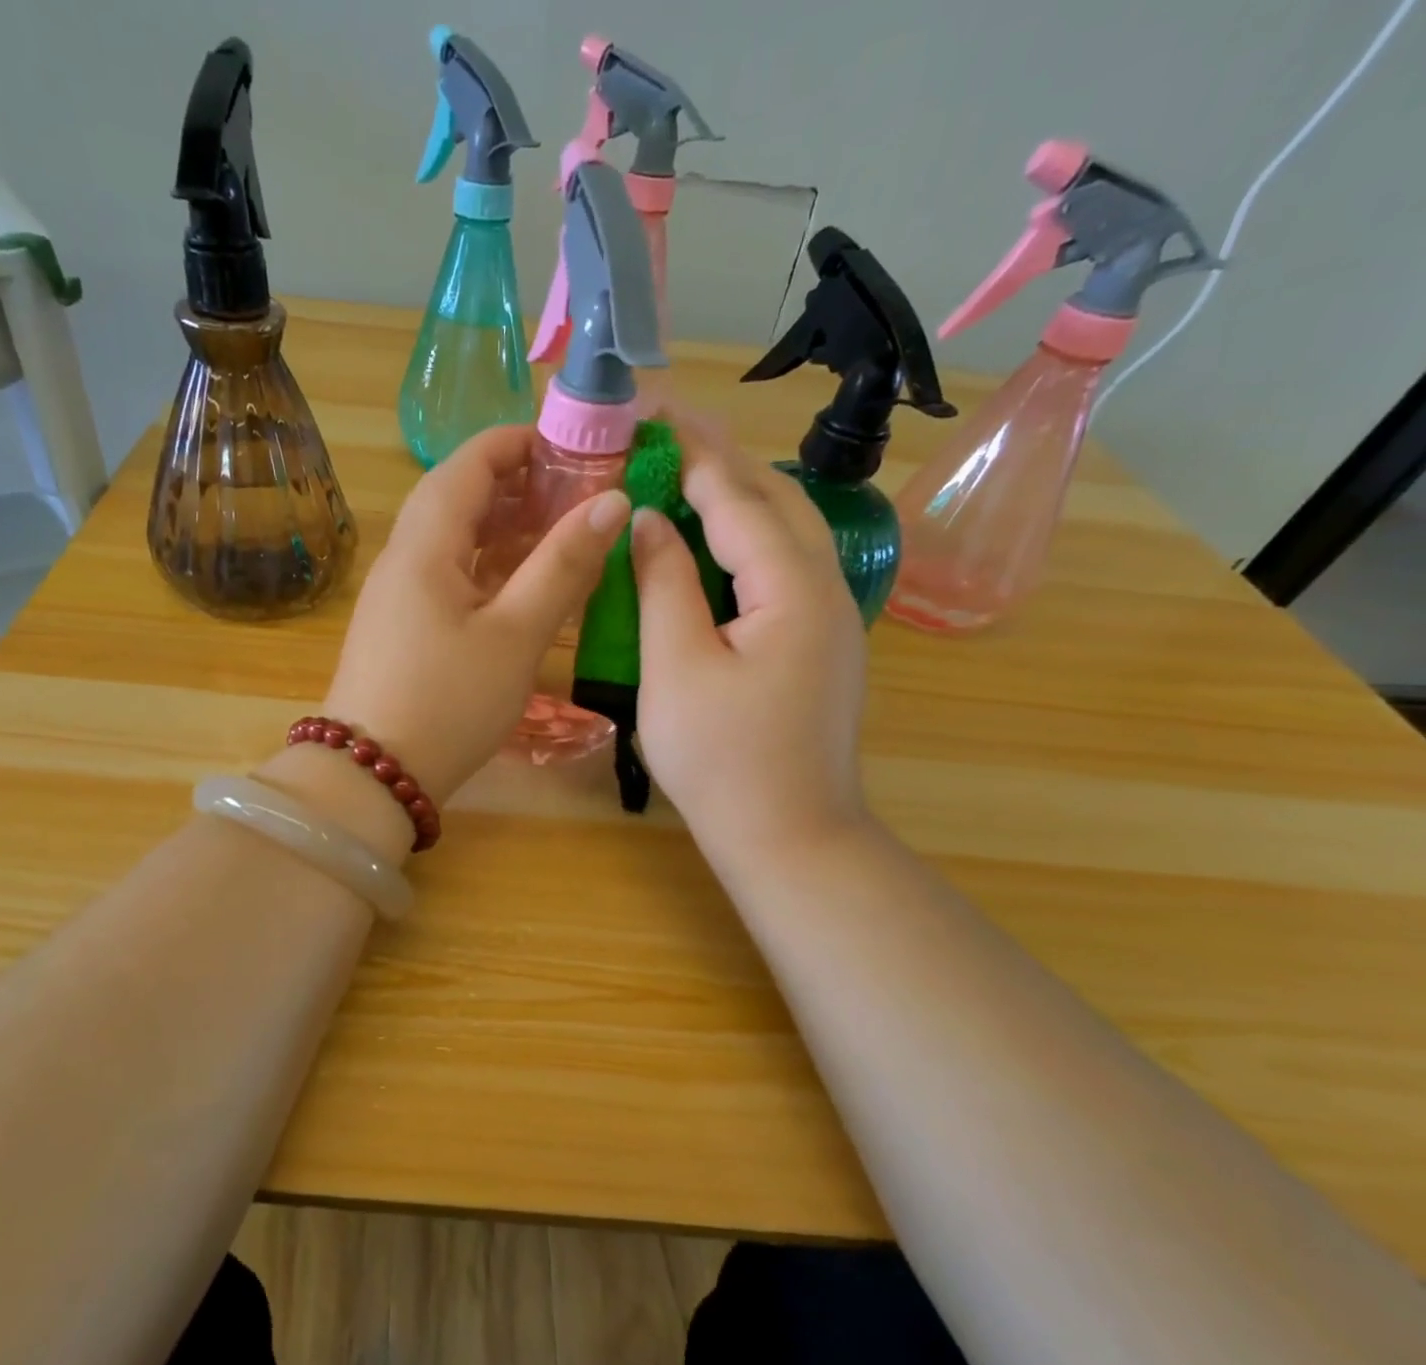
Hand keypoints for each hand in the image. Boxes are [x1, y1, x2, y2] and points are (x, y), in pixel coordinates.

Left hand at [318, 425, 629, 806]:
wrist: (371, 776)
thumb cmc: (448, 702)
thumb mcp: (515, 635)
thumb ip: (562, 566)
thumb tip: (611, 502)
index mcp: (425, 545)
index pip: (468, 463)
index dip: (519, 444)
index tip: (574, 450)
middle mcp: (403, 559)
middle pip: (458, 498)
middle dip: (518, 487)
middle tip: (577, 496)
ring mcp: (397, 596)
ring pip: (453, 541)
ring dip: (504, 530)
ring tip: (560, 536)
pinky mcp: (401, 629)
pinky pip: (448, 578)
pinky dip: (488, 570)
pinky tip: (523, 589)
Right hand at [632, 411, 869, 864]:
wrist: (790, 836)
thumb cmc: (723, 759)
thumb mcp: (676, 667)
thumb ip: (663, 583)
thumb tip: (650, 520)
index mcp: (791, 586)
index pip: (738, 496)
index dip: (692, 451)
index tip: (651, 411)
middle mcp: (825, 588)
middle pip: (774, 501)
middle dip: (719, 460)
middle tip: (664, 433)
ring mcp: (830, 618)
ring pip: (784, 533)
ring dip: (736, 496)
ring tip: (684, 475)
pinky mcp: (820, 645)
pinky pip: (783, 568)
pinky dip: (745, 539)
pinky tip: (713, 545)